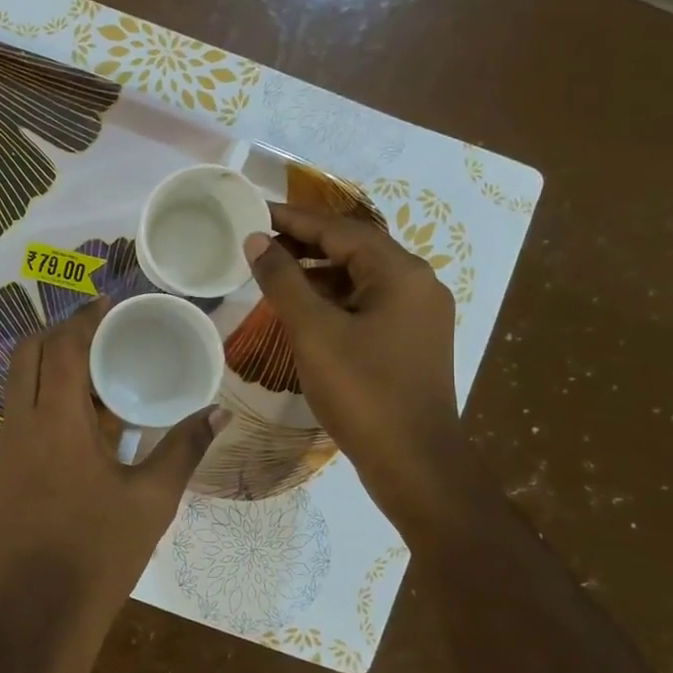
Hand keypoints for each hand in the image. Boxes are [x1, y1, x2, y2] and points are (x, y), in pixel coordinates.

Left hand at [0, 298, 222, 662]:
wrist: (39, 617)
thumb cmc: (100, 554)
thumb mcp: (152, 500)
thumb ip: (183, 448)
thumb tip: (218, 410)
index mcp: (54, 422)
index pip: (62, 347)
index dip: (84, 318)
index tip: (109, 304)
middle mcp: (18, 425)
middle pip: (26, 354)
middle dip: (59, 333)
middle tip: (100, 335)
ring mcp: (3, 451)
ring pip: (17, 385)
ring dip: (49, 367)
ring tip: (96, 376)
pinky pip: (18, 417)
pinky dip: (42, 401)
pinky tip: (80, 425)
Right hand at [245, 204, 480, 528]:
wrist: (414, 462)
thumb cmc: (362, 391)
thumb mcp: (314, 332)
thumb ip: (283, 281)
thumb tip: (257, 240)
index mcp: (401, 273)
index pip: (340, 229)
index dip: (293, 219)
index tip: (253, 211)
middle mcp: (418, 284)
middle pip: (354, 249)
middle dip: (305, 243)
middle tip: (258, 241)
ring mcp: (418, 315)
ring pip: (361, 278)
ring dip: (318, 272)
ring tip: (273, 274)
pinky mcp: (412, 341)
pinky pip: (367, 304)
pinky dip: (334, 300)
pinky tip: (304, 312)